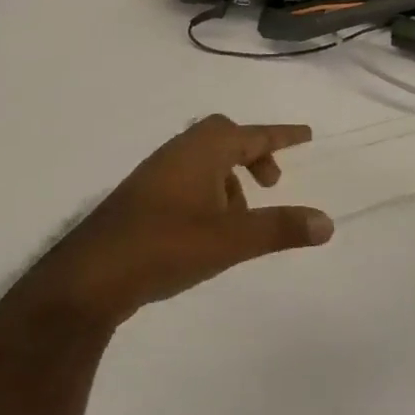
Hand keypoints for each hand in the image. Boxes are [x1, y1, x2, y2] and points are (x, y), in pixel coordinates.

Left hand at [50, 115, 332, 316]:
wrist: (87, 279)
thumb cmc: (164, 247)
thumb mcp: (232, 240)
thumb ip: (281, 228)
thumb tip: (327, 222)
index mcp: (202, 152)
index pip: (253, 134)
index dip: (282, 135)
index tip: (306, 134)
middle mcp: (178, 154)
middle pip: (224, 137)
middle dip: (253, 155)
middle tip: (271, 183)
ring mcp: (155, 176)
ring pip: (204, 161)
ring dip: (230, 179)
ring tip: (242, 218)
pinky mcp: (140, 201)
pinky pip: (187, 181)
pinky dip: (209, 193)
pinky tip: (209, 231)